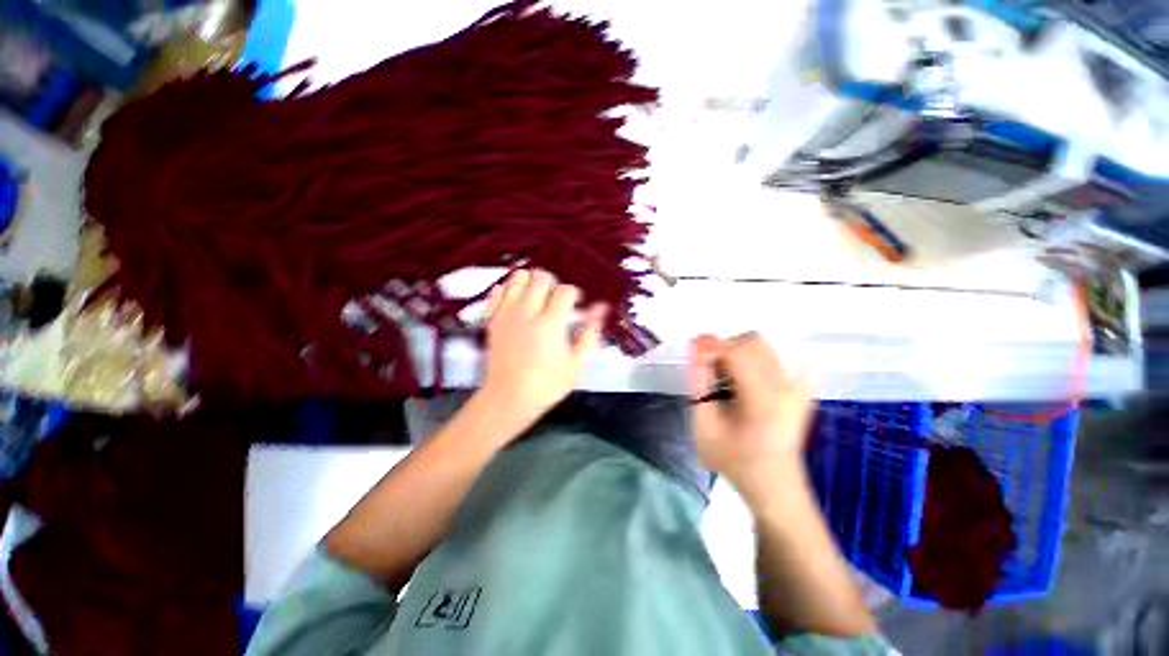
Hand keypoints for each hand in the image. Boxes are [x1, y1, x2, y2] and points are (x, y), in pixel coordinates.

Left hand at [481, 269, 605, 429]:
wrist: (508, 398)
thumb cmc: (547, 385)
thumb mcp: (576, 364)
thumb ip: (590, 334)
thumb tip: (601, 309)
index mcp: (550, 324)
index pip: (566, 291)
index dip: (575, 295)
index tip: (576, 307)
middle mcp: (527, 312)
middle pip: (541, 278)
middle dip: (554, 285)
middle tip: (557, 301)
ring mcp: (506, 313)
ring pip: (519, 278)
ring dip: (532, 282)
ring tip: (537, 297)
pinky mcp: (492, 319)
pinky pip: (499, 291)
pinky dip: (510, 290)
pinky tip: (518, 302)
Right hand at [690, 333, 813, 506]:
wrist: (773, 483)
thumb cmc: (733, 459)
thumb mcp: (703, 423)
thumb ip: (699, 382)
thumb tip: (698, 346)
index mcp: (763, 400)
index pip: (737, 351)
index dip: (711, 348)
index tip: (695, 357)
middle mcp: (787, 387)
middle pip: (752, 341)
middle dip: (725, 349)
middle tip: (712, 374)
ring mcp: (800, 387)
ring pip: (763, 346)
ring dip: (739, 353)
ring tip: (729, 380)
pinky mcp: (804, 388)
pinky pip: (780, 357)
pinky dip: (758, 359)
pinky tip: (749, 379)